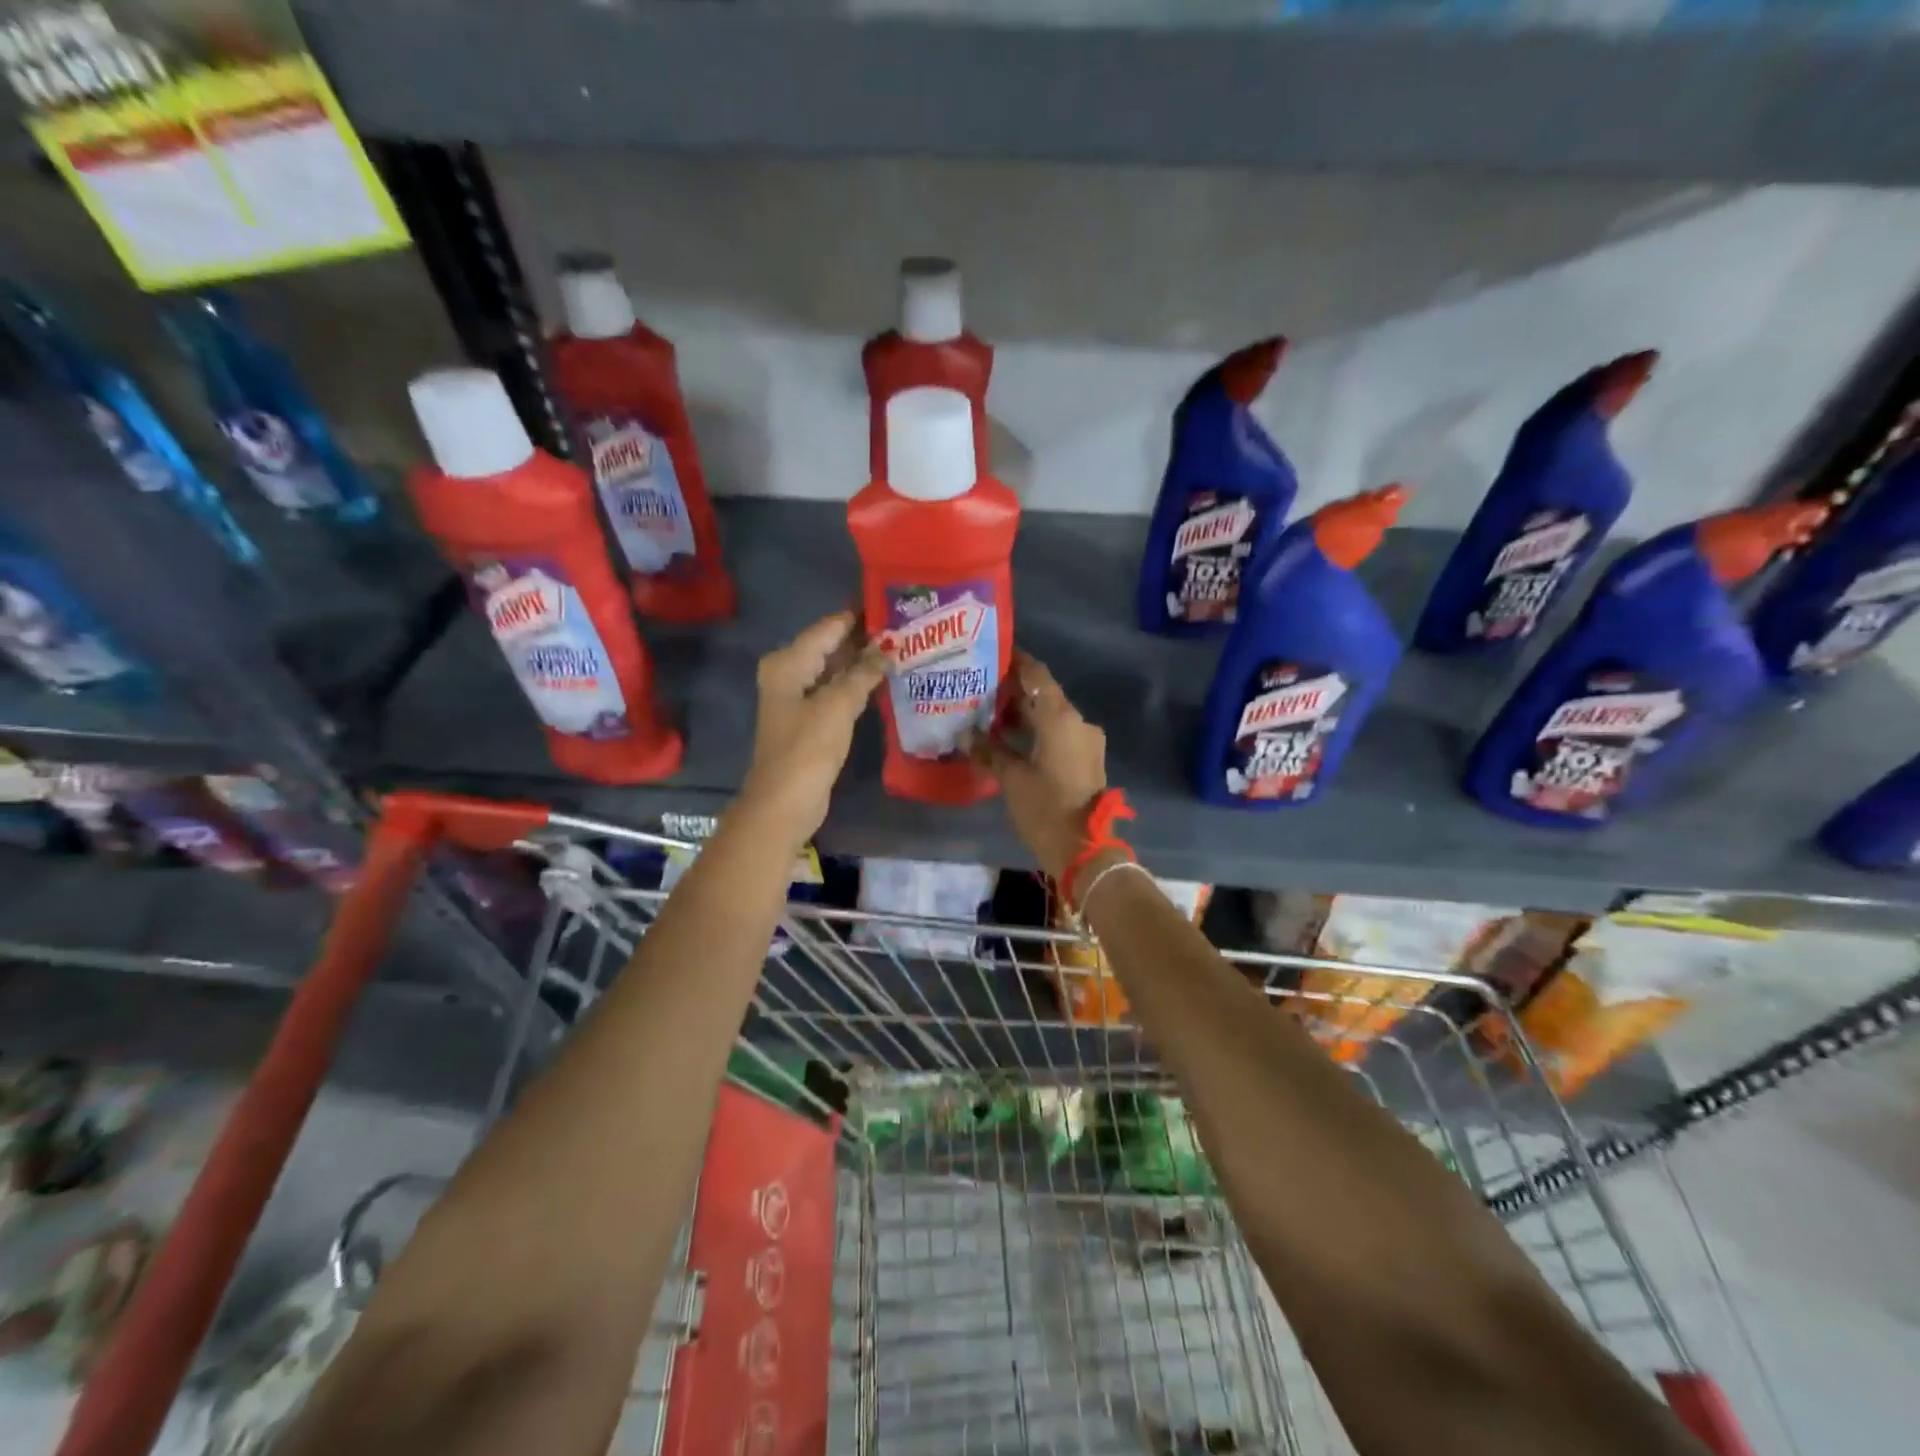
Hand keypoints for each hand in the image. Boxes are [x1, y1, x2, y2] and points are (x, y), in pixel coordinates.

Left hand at [738, 611, 885, 841]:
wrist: (785, 802)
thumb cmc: (807, 748)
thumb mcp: (838, 706)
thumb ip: (863, 673)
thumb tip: (887, 649)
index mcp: (788, 662)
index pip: (828, 627)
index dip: (858, 616)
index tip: (891, 603)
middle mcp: (789, 673)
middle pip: (830, 646)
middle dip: (863, 638)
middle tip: (904, 627)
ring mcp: (798, 697)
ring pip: (834, 670)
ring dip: (862, 662)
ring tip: (901, 648)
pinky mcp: (809, 720)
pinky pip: (835, 691)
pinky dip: (856, 685)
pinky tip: (883, 680)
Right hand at [969, 651, 1108, 881]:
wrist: (1084, 848)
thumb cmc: (1045, 808)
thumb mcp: (1011, 778)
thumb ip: (989, 750)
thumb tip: (965, 733)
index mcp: (1060, 717)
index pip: (1037, 674)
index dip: (1016, 662)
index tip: (991, 654)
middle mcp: (1077, 721)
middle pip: (1044, 694)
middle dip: (1013, 691)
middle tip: (979, 687)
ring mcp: (1085, 740)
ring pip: (1051, 715)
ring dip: (1024, 713)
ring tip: (988, 713)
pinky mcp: (1086, 758)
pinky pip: (1058, 733)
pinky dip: (1035, 730)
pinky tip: (1009, 737)